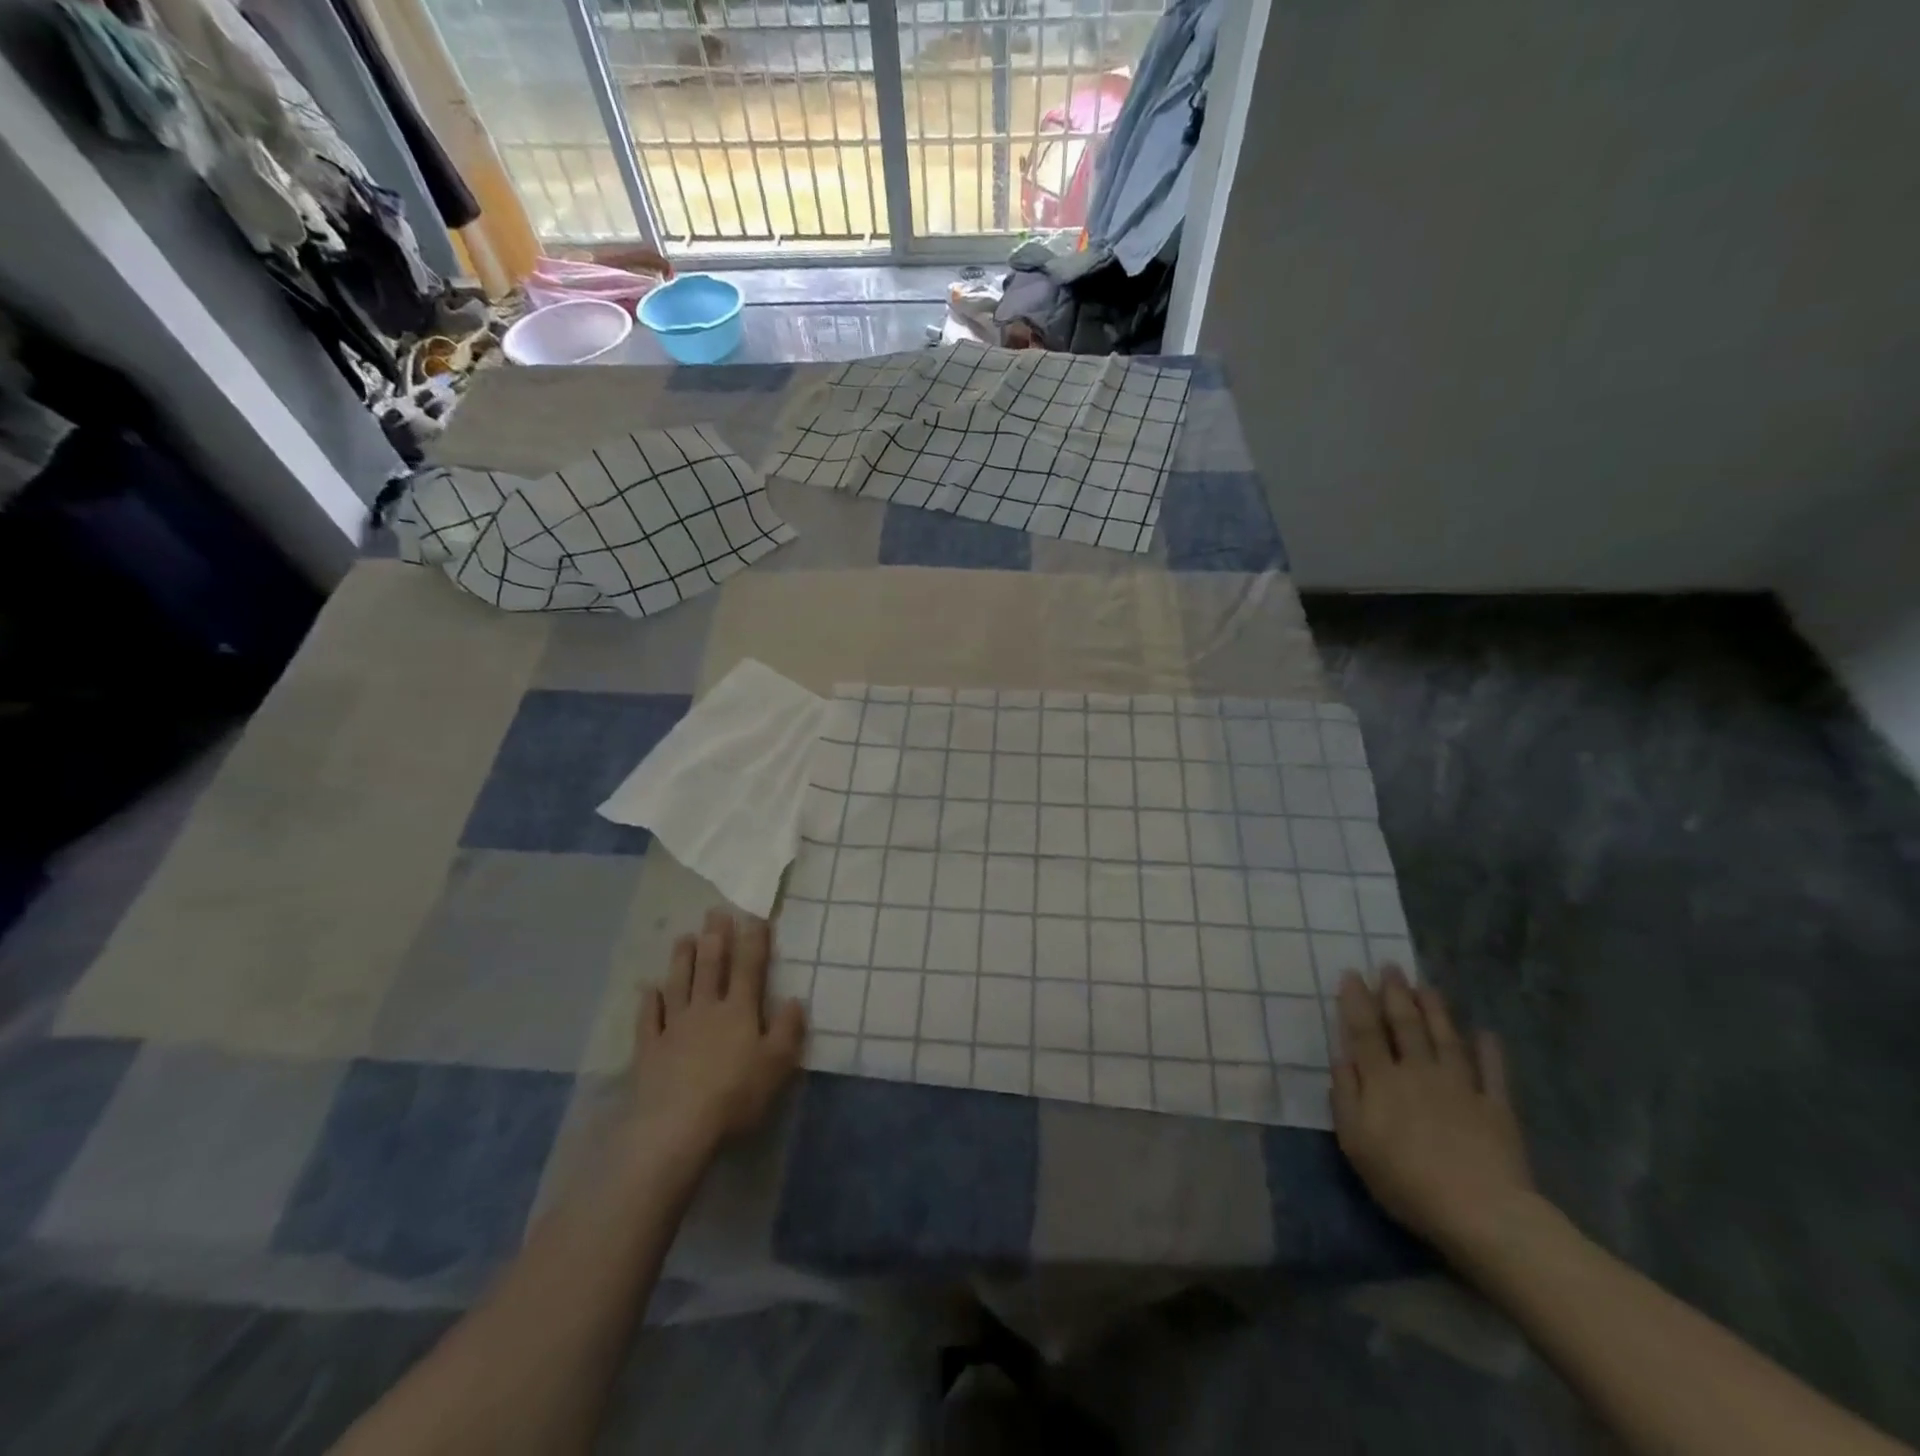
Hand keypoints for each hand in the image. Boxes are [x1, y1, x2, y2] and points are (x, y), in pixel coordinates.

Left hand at [629, 909, 806, 1154]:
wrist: (677, 1127)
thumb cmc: (735, 1095)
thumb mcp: (777, 1065)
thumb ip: (787, 1030)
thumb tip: (795, 999)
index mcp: (740, 1011)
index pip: (749, 968)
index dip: (753, 941)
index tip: (753, 915)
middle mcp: (706, 1010)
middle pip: (711, 967)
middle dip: (715, 938)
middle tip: (714, 912)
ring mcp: (674, 1028)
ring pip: (679, 985)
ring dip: (682, 960)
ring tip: (684, 937)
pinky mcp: (649, 1050)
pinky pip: (648, 1019)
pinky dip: (649, 1002)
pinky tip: (649, 989)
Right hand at [1331, 965, 1534, 1255]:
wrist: (1481, 1212)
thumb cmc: (1406, 1180)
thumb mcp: (1356, 1142)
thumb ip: (1346, 1095)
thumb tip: (1340, 1057)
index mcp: (1382, 1080)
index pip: (1364, 1031)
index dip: (1357, 1001)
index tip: (1352, 973)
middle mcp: (1418, 1072)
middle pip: (1405, 1025)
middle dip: (1396, 993)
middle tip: (1391, 966)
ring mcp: (1460, 1087)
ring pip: (1445, 1038)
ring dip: (1435, 1009)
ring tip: (1426, 986)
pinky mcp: (1495, 1107)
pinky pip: (1492, 1072)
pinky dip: (1489, 1051)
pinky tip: (1486, 1033)